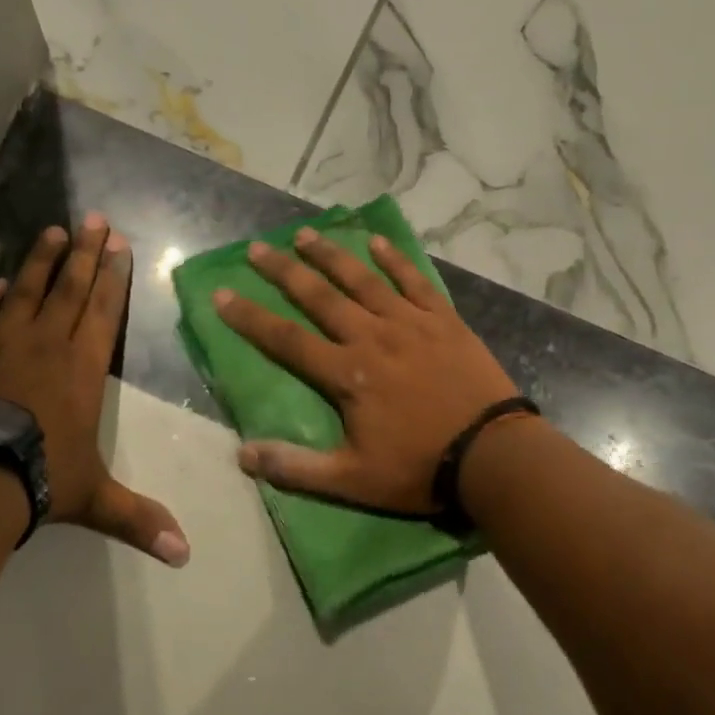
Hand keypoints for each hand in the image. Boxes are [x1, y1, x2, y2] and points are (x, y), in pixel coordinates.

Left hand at [0, 214, 189, 564]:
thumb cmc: (39, 477)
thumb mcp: (94, 499)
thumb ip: (138, 519)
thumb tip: (185, 555)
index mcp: (82, 368)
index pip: (103, 312)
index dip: (113, 278)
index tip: (119, 245)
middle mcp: (45, 343)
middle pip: (69, 288)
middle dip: (85, 253)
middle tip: (94, 219)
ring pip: (25, 288)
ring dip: (41, 259)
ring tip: (52, 230)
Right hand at [213, 227, 520, 513]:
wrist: (492, 454)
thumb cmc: (419, 468)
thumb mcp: (352, 481)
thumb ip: (296, 467)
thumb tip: (243, 455)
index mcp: (347, 374)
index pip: (286, 340)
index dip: (250, 317)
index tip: (222, 293)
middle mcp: (372, 336)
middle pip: (320, 297)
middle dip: (284, 271)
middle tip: (257, 248)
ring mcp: (410, 323)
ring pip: (363, 279)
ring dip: (331, 255)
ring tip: (305, 234)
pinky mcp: (443, 320)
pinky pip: (414, 281)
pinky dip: (395, 260)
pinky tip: (378, 242)